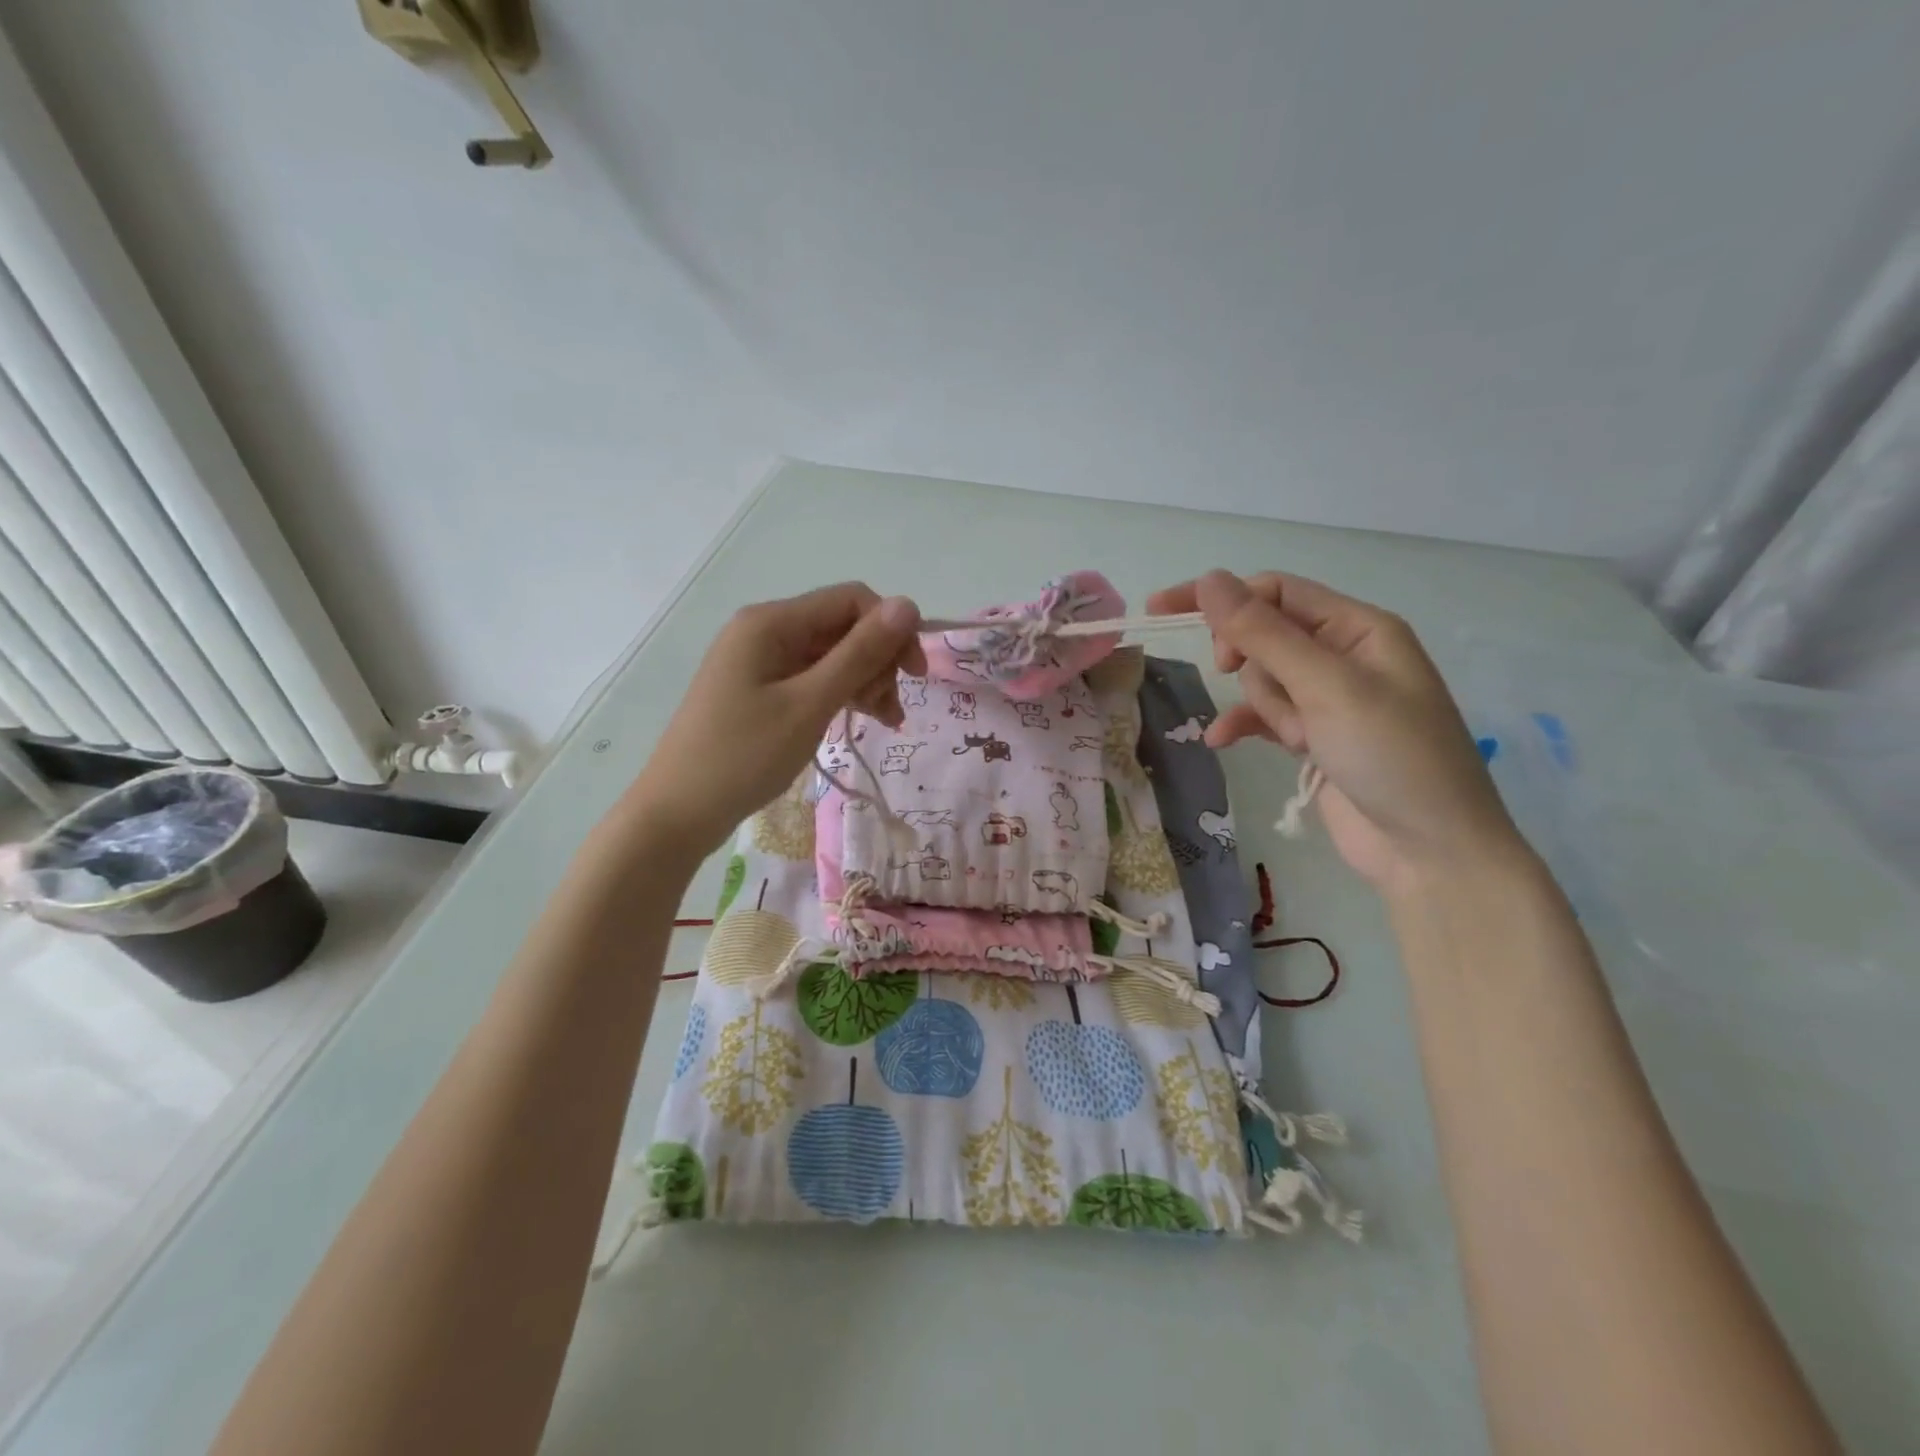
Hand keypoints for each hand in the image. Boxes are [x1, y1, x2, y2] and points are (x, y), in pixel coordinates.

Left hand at [628, 583, 925, 855]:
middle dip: (877, 662)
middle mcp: (765, 630)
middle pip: (842, 627)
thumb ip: (860, 654)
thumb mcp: (809, 704)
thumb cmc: (744, 756)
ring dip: (865, 681)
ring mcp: (760, 661)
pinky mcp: (759, 689)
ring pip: (831, 655)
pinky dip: (840, 695)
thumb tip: (908, 605)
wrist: (677, 812)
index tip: (915, 675)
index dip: (891, 630)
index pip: (851, 600)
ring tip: (885, 722)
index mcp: (772, 622)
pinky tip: (861, 720)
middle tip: (890, 711)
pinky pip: (812, 678)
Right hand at [1148, 569, 1526, 894]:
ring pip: (1261, 680)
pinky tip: (1219, 741)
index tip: (1163, 611)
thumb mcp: (1326, 687)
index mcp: (1359, 628)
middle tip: (1234, 676)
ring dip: (1266, 708)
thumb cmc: (1391, 755)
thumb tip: (1210, 579)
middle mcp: (1343, 656)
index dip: (1219, 597)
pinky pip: (1262, 718)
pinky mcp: (1313, 738)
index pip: (1274, 590)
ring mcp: (1328, 700)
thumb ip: (1264, 633)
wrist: (1430, 852)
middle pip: (1264, 635)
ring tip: (1298, 740)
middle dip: (1251, 662)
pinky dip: (1243, 726)